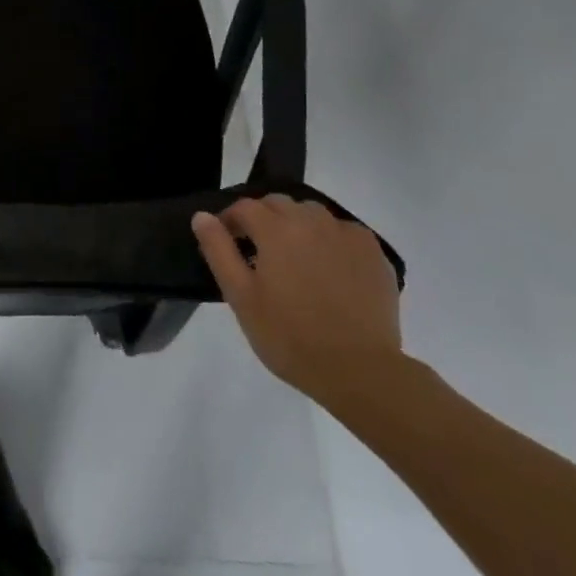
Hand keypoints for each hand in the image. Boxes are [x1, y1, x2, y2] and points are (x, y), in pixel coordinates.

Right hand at [192, 195, 402, 404]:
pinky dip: (330, 240)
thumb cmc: (290, 336)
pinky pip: (343, 232)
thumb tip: (202, 216)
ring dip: (297, 225)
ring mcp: (346, 234)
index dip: (230, 221)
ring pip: (312, 213)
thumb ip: (219, 250)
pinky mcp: (374, 253)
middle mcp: (311, 220)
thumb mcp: (240, 297)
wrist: (360, 371)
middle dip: (263, 219)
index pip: (244, 207)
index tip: (227, 242)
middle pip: (278, 204)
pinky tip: (329, 268)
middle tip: (259, 253)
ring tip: (295, 258)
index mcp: (276, 229)